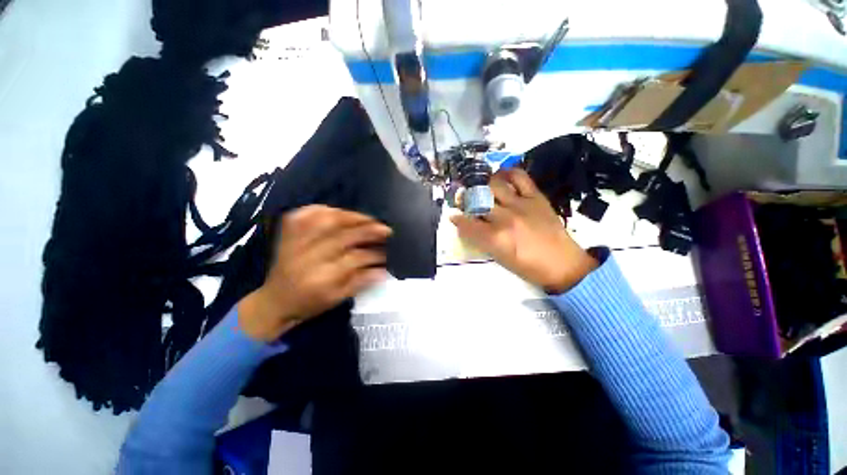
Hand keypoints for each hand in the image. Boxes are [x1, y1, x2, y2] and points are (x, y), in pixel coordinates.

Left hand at [238, 205, 391, 341]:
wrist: (274, 301)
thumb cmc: (308, 304)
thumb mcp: (337, 299)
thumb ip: (361, 282)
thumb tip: (384, 269)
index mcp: (321, 278)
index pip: (355, 258)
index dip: (375, 253)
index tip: (390, 251)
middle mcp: (307, 257)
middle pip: (343, 236)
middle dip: (369, 230)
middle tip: (386, 229)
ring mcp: (295, 242)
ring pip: (326, 220)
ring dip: (351, 216)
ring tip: (368, 219)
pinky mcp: (287, 233)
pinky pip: (306, 214)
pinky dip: (324, 209)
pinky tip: (339, 212)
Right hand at [451, 168, 596, 293]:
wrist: (562, 263)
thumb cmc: (527, 266)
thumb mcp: (498, 257)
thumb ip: (480, 240)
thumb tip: (465, 226)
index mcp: (495, 238)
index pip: (467, 224)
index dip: (457, 219)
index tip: (455, 217)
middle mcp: (505, 218)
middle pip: (478, 200)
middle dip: (467, 200)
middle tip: (467, 201)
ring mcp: (521, 205)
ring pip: (494, 185)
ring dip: (484, 186)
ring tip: (483, 189)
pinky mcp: (536, 197)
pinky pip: (520, 177)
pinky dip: (508, 173)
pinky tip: (502, 177)